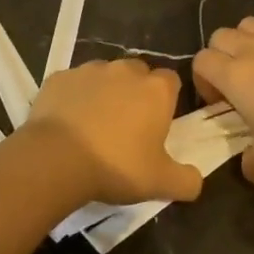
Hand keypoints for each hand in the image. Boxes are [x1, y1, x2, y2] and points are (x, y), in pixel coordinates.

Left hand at [24, 60, 201, 206]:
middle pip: (138, 73)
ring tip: (95, 124)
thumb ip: (187, 180)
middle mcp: (125, 70)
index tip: (159, 124)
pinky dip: (74, 97)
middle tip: (128, 126)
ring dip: (105, 92)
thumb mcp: (161, 183)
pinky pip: (73, 84)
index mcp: (155, 89)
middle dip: (136, 92)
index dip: (167, 100)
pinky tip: (68, 122)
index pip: (171, 81)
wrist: (57, 158)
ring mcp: (89, 70)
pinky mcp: (59, 77)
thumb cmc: (117, 166)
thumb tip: (195, 179)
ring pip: (104, 75)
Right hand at [194, 18, 253, 184]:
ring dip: (249, 42)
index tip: (221, 103)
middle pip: (221, 36)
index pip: (201, 61)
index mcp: (236, 75)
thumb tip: (249, 167)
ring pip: (251, 24)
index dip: (204, 81)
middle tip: (240, 84)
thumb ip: (253, 165)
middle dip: (222, 57)